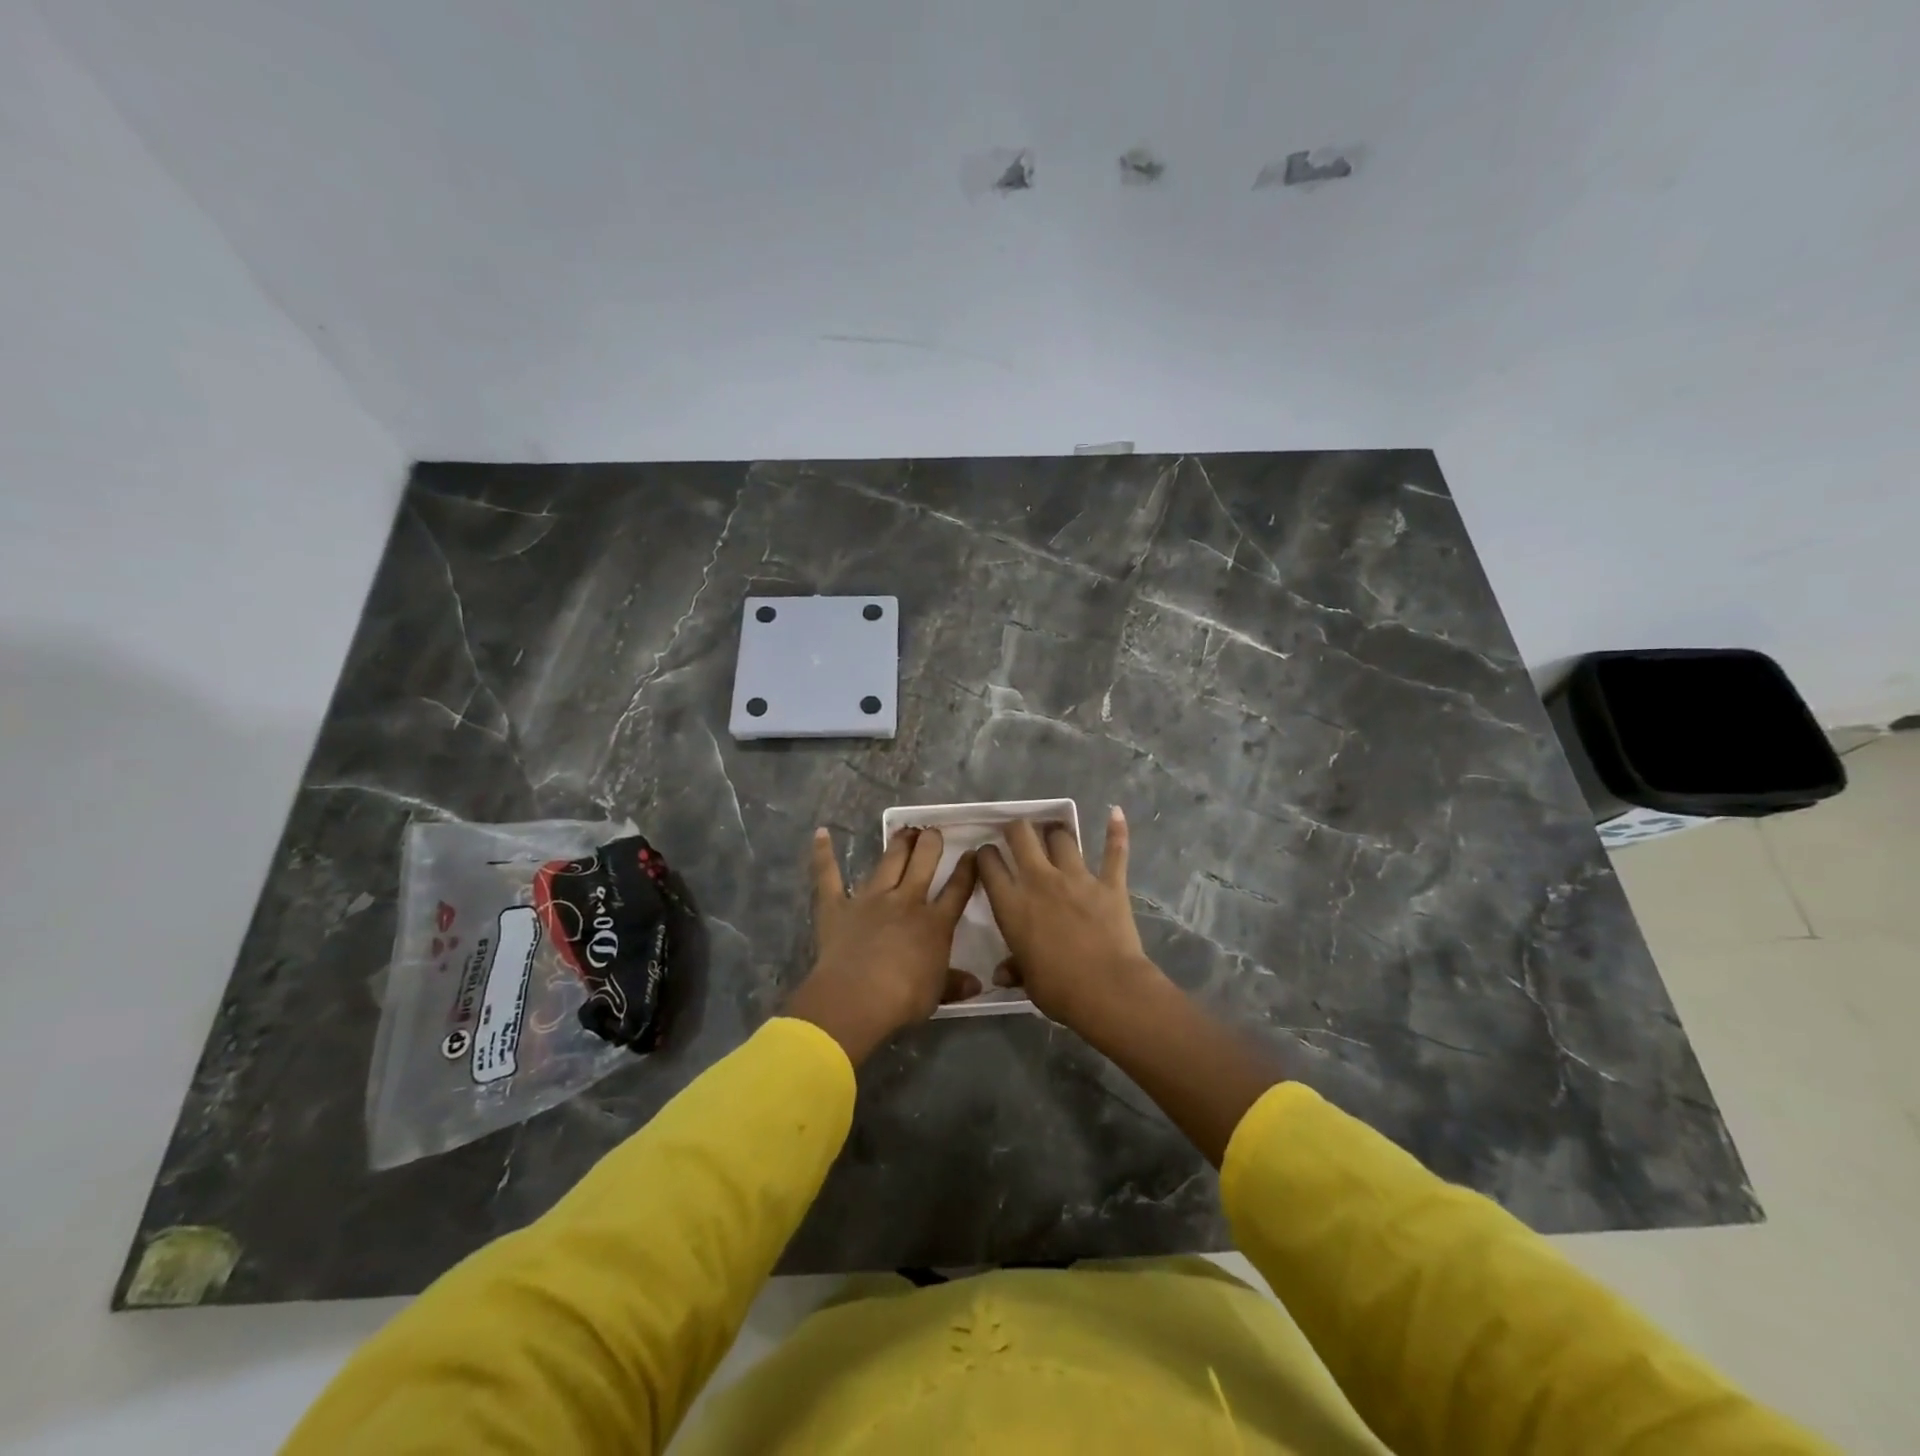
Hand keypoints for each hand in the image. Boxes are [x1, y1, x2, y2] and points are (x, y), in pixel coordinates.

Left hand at [783, 827, 978, 1063]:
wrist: (856, 998)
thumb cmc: (903, 999)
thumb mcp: (937, 994)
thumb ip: (955, 983)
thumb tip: (977, 984)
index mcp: (934, 923)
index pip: (957, 890)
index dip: (966, 870)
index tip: (972, 853)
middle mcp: (906, 901)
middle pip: (923, 863)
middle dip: (931, 843)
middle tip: (933, 832)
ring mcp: (870, 899)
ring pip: (888, 862)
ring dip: (898, 844)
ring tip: (905, 830)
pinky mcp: (837, 906)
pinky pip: (829, 876)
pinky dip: (824, 854)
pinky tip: (822, 834)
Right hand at [975, 806, 1162, 1028]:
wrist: (1108, 990)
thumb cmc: (1059, 990)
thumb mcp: (1028, 982)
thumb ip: (1014, 969)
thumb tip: (1001, 974)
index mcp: (1013, 905)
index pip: (990, 866)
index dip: (985, 855)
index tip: (986, 854)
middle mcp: (1040, 881)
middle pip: (1022, 836)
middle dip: (1016, 828)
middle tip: (1017, 833)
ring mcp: (1077, 878)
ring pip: (1062, 838)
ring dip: (1056, 832)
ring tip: (1054, 832)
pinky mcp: (1109, 883)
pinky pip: (1114, 851)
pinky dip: (1116, 831)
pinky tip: (1115, 812)